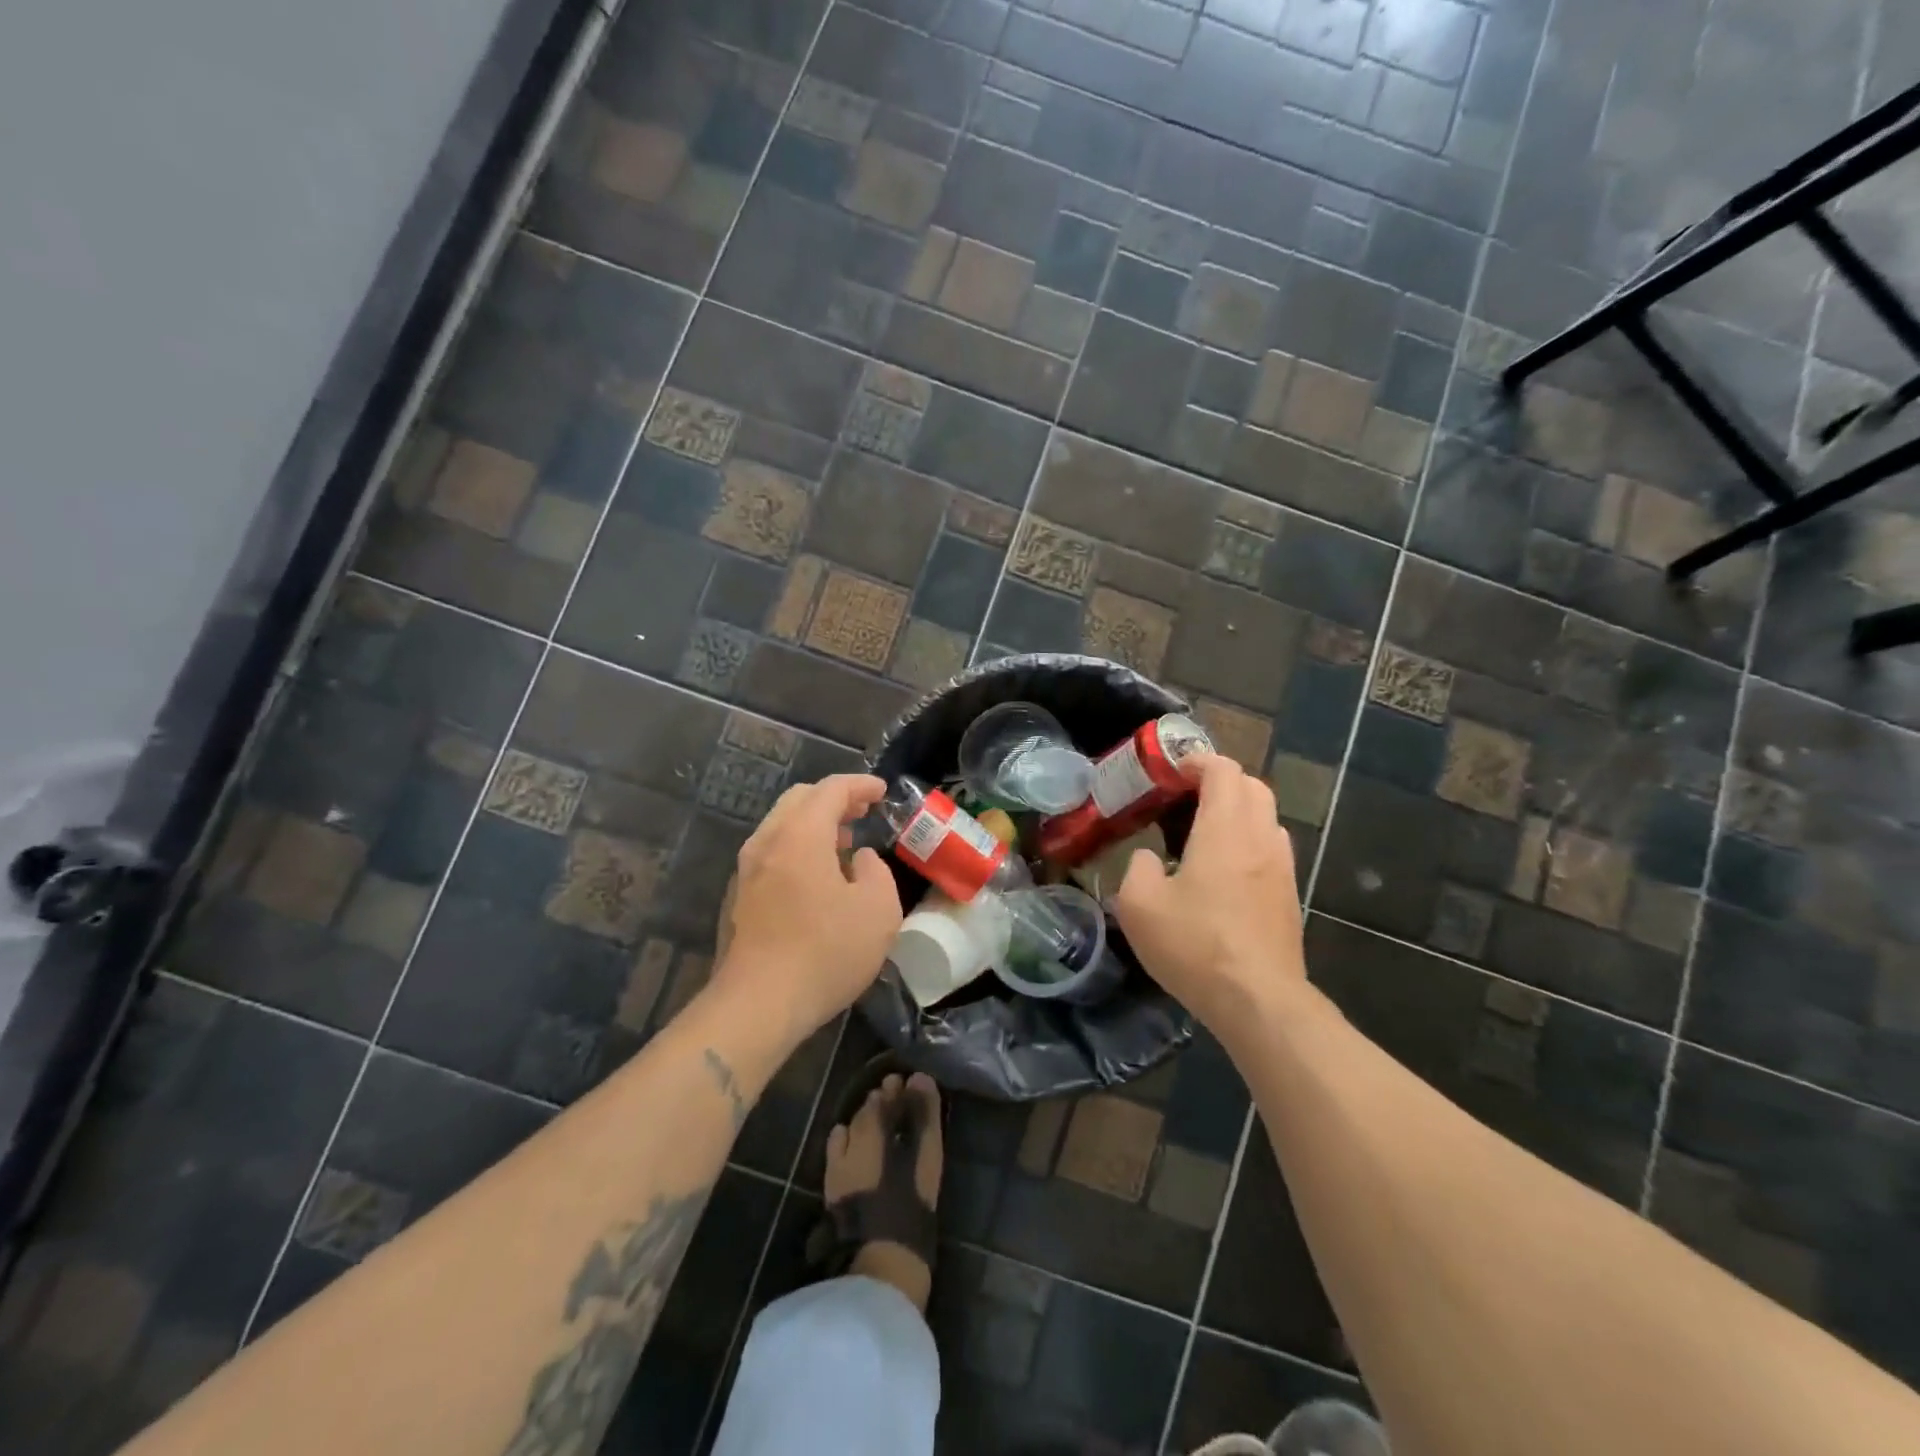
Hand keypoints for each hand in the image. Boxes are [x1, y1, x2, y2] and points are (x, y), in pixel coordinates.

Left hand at [714, 774, 903, 1036]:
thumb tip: (858, 860)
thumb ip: (875, 872)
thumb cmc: (825, 953)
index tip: (882, 792)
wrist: (757, 1006)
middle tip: (863, 812)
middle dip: (834, 799)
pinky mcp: (737, 898)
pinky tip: (817, 878)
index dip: (860, 785)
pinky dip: (797, 848)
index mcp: (800, 835)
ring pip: (781, 827)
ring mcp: (745, 871)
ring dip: (814, 825)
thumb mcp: (878, 910)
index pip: (831, 790)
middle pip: (799, 800)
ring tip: (843, 843)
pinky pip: (771, 854)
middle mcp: (767, 842)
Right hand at [1114, 754, 1308, 1033]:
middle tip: (1186, 798)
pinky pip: (1272, 847)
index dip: (1198, 761)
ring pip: (1267, 816)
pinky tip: (1225, 871)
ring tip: (1205, 832)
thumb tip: (1148, 859)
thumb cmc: (1195, 945)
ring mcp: (1282, 867)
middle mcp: (1260, 838)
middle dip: (1221, 781)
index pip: (1224, 770)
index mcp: (1224, 830)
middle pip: (1253, 786)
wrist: (1258, 1000)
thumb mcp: (1139, 906)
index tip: (1171, 772)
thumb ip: (1137, 868)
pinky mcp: (1289, 895)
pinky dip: (1250, 840)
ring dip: (1239, 810)